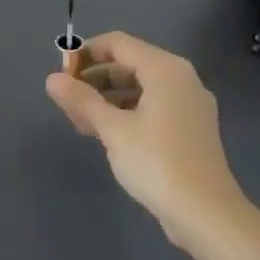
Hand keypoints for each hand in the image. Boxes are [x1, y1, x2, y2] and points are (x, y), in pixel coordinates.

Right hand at [44, 31, 247, 246]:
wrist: (207, 215)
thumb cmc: (157, 163)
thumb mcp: (113, 129)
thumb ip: (82, 100)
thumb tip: (52, 79)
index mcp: (165, 70)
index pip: (117, 44)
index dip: (84, 53)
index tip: (60, 74)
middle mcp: (181, 79)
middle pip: (129, 64)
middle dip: (94, 77)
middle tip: (66, 100)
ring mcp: (189, 105)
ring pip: (139, 87)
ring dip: (107, 97)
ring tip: (80, 120)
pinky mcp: (189, 129)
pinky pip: (151, 107)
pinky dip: (126, 112)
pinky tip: (106, 133)